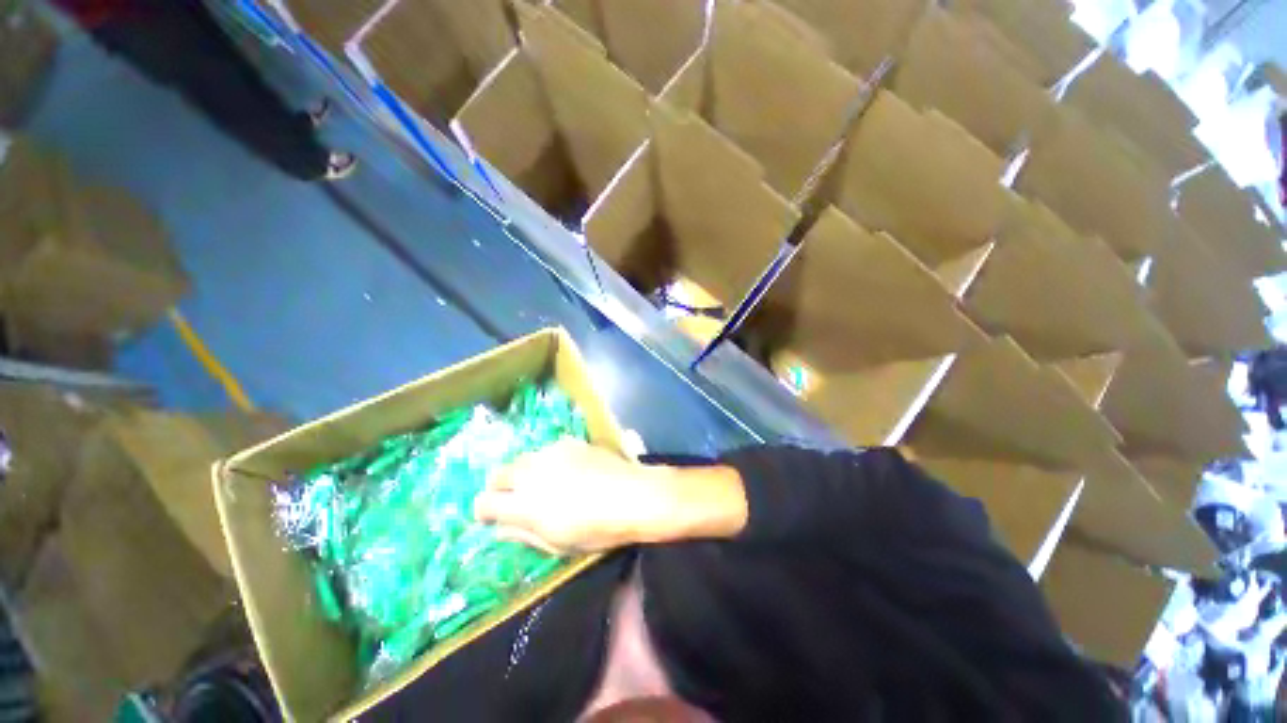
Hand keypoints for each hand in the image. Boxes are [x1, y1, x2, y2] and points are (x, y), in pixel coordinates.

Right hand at [474, 438, 747, 552]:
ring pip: (523, 459)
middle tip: (514, 498)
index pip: (484, 503)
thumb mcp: (557, 544)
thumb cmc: (597, 529)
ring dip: (524, 472)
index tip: (491, 515)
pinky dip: (547, 460)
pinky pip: (547, 450)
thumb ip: (523, 535)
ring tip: (543, 483)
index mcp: (525, 505)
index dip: (484, 510)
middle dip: (499, 487)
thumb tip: (499, 530)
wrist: (632, 495)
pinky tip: (566, 469)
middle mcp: (532, 474)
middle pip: (498, 474)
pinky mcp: (569, 442)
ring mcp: (551, 454)